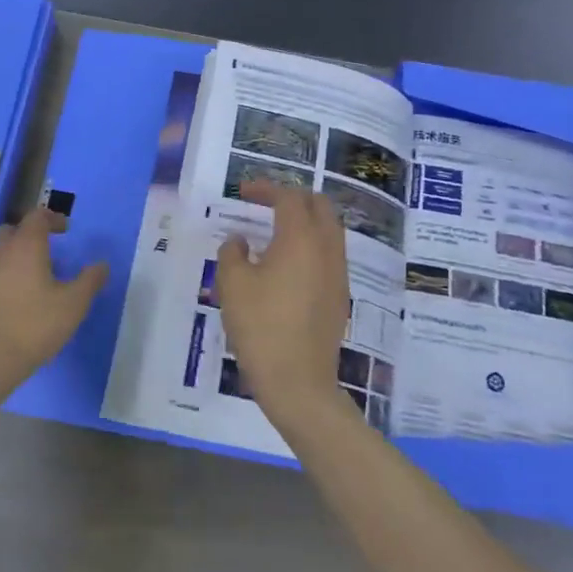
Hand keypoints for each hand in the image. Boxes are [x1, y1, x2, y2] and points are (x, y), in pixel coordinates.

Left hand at [0, 207, 107, 394]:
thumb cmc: (34, 326)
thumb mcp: (74, 304)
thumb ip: (90, 281)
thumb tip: (102, 265)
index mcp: (25, 246)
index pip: (36, 217)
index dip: (52, 218)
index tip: (66, 229)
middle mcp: (0, 252)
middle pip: (12, 230)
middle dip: (30, 233)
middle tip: (48, 248)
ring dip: (15, 253)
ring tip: (34, 273)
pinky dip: (5, 273)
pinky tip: (17, 296)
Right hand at [215, 181, 349, 422]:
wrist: (298, 382)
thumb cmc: (261, 327)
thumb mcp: (233, 285)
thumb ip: (232, 253)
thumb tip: (240, 241)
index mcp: (301, 238)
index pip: (288, 198)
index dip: (266, 189)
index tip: (243, 192)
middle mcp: (327, 249)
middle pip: (319, 206)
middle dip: (293, 197)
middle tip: (266, 204)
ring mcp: (339, 273)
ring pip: (329, 230)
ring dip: (306, 221)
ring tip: (276, 231)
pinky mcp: (339, 295)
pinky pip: (330, 254)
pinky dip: (311, 245)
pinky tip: (288, 264)